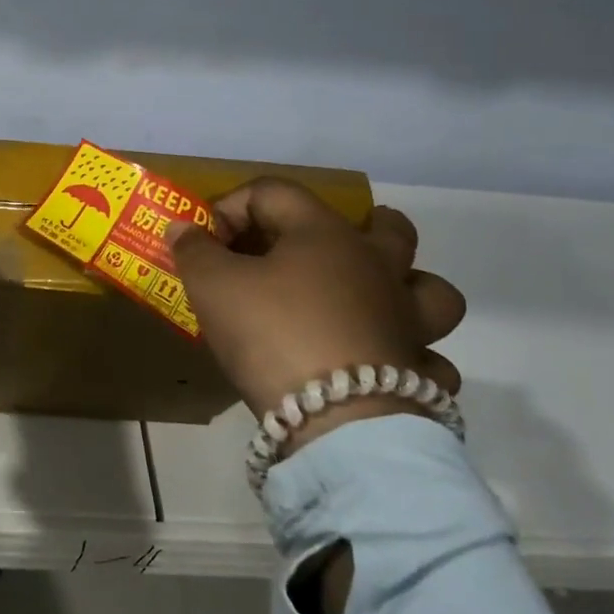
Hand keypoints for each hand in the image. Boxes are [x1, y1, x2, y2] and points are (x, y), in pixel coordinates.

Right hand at [166, 181, 464, 453]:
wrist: (336, 421)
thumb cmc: (271, 334)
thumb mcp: (213, 287)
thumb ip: (194, 250)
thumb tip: (184, 226)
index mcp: (326, 234)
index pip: (275, 193)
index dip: (233, 208)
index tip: (209, 244)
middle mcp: (378, 267)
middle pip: (386, 226)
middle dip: (349, 227)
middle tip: (315, 249)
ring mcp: (408, 319)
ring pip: (429, 288)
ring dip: (405, 287)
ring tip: (371, 299)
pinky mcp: (419, 371)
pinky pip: (428, 358)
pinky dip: (410, 358)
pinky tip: (380, 366)